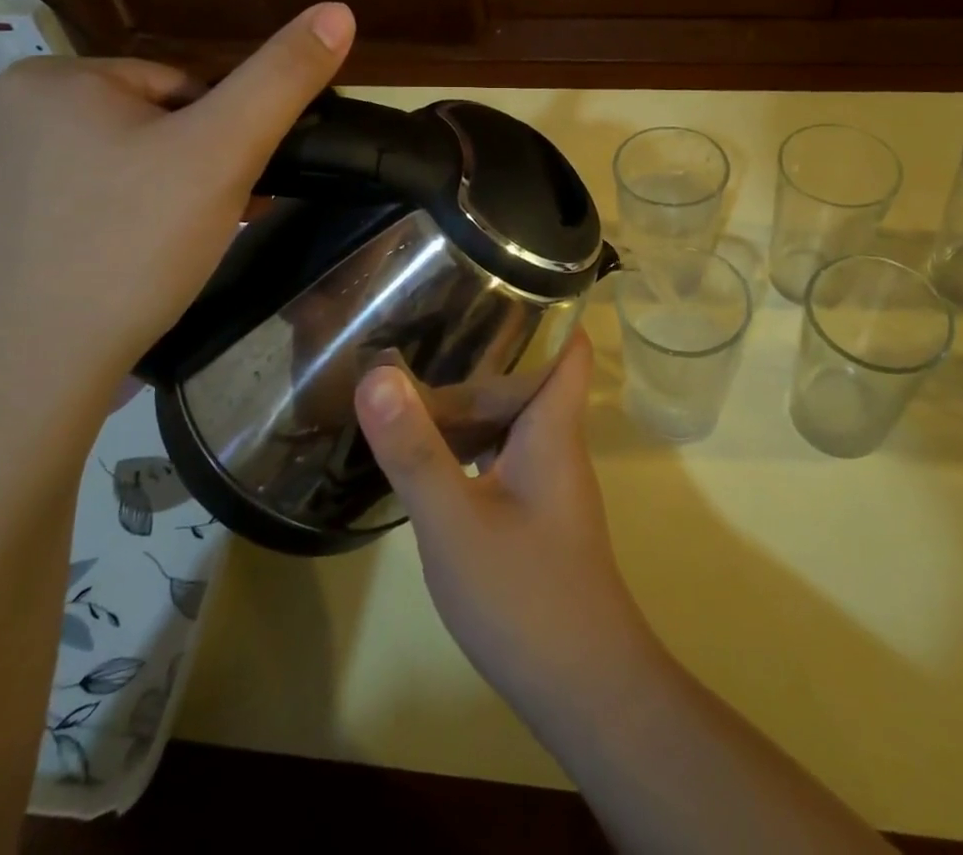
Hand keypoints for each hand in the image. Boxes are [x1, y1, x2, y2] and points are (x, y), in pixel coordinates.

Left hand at [0, 2, 353, 433]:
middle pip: (140, 127)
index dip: (221, 140)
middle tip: (204, 230)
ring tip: (161, 258)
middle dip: (183, 172)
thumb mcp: (223, 153)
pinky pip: (61, 208)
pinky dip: (97, 230)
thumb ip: (282, 79)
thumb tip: (338, 10)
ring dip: (145, 201)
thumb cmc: (131, 247)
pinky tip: (110, 272)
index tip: (234, 192)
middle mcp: (2, 109)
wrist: (21, 375)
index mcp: (57, 76)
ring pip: (102, 169)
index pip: (179, 89)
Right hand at [353, 333, 655, 714]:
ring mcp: (548, 481)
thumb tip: (377, 374)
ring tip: (419, 366)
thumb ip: (415, 450)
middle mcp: (556, 443)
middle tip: (432, 313)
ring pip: (514, 416)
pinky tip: (431, 445)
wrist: (584, 689)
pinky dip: (473, 437)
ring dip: (476, 392)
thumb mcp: (455, 521)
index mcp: (552, 426)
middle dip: (490, 343)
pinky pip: (504, 453)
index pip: (569, 343)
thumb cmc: (527, 594)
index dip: (547, 303)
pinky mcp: (535, 513)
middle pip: (533, 373)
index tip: (497, 273)